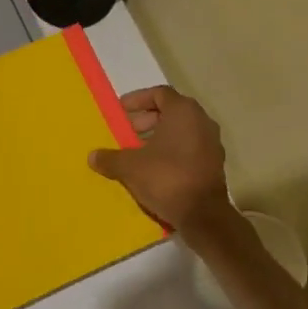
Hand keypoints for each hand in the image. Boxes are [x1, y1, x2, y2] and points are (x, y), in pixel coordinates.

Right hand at [88, 86, 235, 238]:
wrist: (203, 215)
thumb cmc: (166, 178)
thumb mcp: (130, 167)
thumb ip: (110, 158)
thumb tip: (93, 156)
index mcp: (183, 112)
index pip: (159, 93)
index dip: (138, 99)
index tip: (121, 112)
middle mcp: (202, 121)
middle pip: (171, 111)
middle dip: (146, 120)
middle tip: (127, 132)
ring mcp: (212, 143)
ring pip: (181, 130)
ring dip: (158, 136)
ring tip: (137, 151)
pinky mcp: (214, 163)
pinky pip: (189, 147)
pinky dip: (171, 150)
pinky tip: (154, 168)